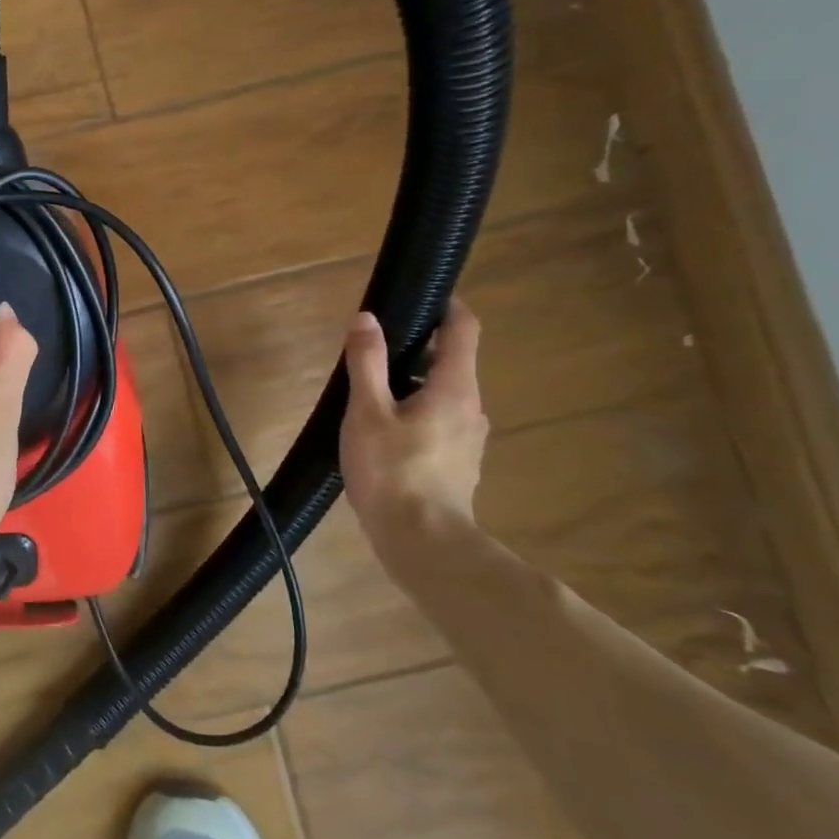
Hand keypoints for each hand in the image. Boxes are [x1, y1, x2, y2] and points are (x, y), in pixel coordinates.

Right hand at [339, 301, 489, 565]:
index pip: (464, 329)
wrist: (422, 542)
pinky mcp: (458, 462)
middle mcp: (471, 407)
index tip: (419, 295)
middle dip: (416, 347)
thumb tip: (367, 318)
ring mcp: (468, 437)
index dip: (446, 305)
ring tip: (368, 391)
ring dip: (412, 382)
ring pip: (443, 393)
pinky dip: (414, 410)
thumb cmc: (392, 471)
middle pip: (451, 361)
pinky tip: (381, 430)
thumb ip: (367, 362)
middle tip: (372, 349)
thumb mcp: (367, 411)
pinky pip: (438, 420)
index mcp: (454, 388)